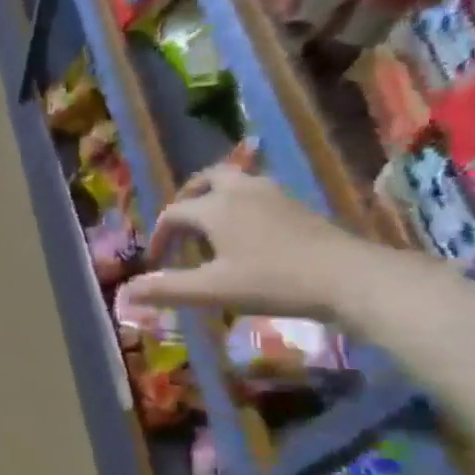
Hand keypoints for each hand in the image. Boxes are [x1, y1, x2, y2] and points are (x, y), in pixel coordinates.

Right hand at [121, 165, 382, 319]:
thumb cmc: (274, 282)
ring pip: (235, 183)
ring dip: (215, 200)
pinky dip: (240, 207)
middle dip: (187, 199)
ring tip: (211, 230)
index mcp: (216, 207)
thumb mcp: (213, 290)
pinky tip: (247, 236)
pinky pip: (257, 194)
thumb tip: (124, 293)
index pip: (174, 213)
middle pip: (207, 180)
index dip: (159, 237)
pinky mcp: (298, 206)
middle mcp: (242, 191)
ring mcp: (274, 195)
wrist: (350, 278)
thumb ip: (167, 289)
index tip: (156, 265)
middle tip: (181, 226)